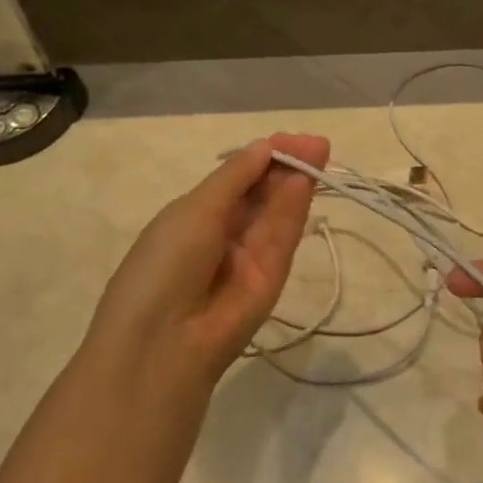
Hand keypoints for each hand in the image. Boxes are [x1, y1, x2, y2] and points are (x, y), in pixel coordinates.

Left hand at [84, 134, 329, 384]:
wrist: (163, 342)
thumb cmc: (164, 265)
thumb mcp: (194, 210)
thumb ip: (235, 178)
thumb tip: (265, 147)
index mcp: (195, 215)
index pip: (237, 179)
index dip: (264, 157)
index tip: (291, 139)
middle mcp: (224, 233)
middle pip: (262, 193)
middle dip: (287, 165)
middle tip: (317, 144)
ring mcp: (250, 256)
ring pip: (277, 212)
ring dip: (296, 183)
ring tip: (319, 153)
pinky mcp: (272, 278)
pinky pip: (283, 237)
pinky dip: (295, 210)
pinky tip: (306, 182)